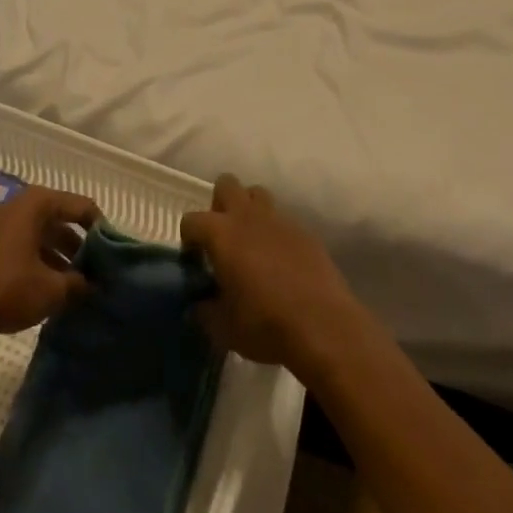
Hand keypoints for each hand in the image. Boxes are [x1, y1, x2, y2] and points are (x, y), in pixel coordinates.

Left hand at [0, 187, 98, 345]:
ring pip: (39, 235)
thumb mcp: (51, 290)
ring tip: (74, 285)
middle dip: (78, 246)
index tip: (113, 252)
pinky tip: (45, 289)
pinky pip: (21, 246)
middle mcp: (18, 206)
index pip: (81, 206)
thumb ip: (79, 284)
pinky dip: (37, 262)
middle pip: (59, 220)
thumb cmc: (6, 288)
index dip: (100, 228)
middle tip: (95, 271)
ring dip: (58, 257)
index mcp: (37, 204)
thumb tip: (96, 286)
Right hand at [181, 175, 360, 374]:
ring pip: (257, 194)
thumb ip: (205, 309)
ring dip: (249, 210)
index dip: (189, 240)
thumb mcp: (223, 328)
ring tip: (251, 243)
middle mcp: (248, 215)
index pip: (191, 220)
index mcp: (221, 233)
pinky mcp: (304, 230)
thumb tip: (200, 303)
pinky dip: (276, 232)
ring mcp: (279, 219)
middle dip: (219, 205)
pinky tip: (281, 261)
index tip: (196, 262)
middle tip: (222, 239)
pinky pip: (283, 219)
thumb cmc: (265, 325)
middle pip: (226, 184)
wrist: (323, 326)